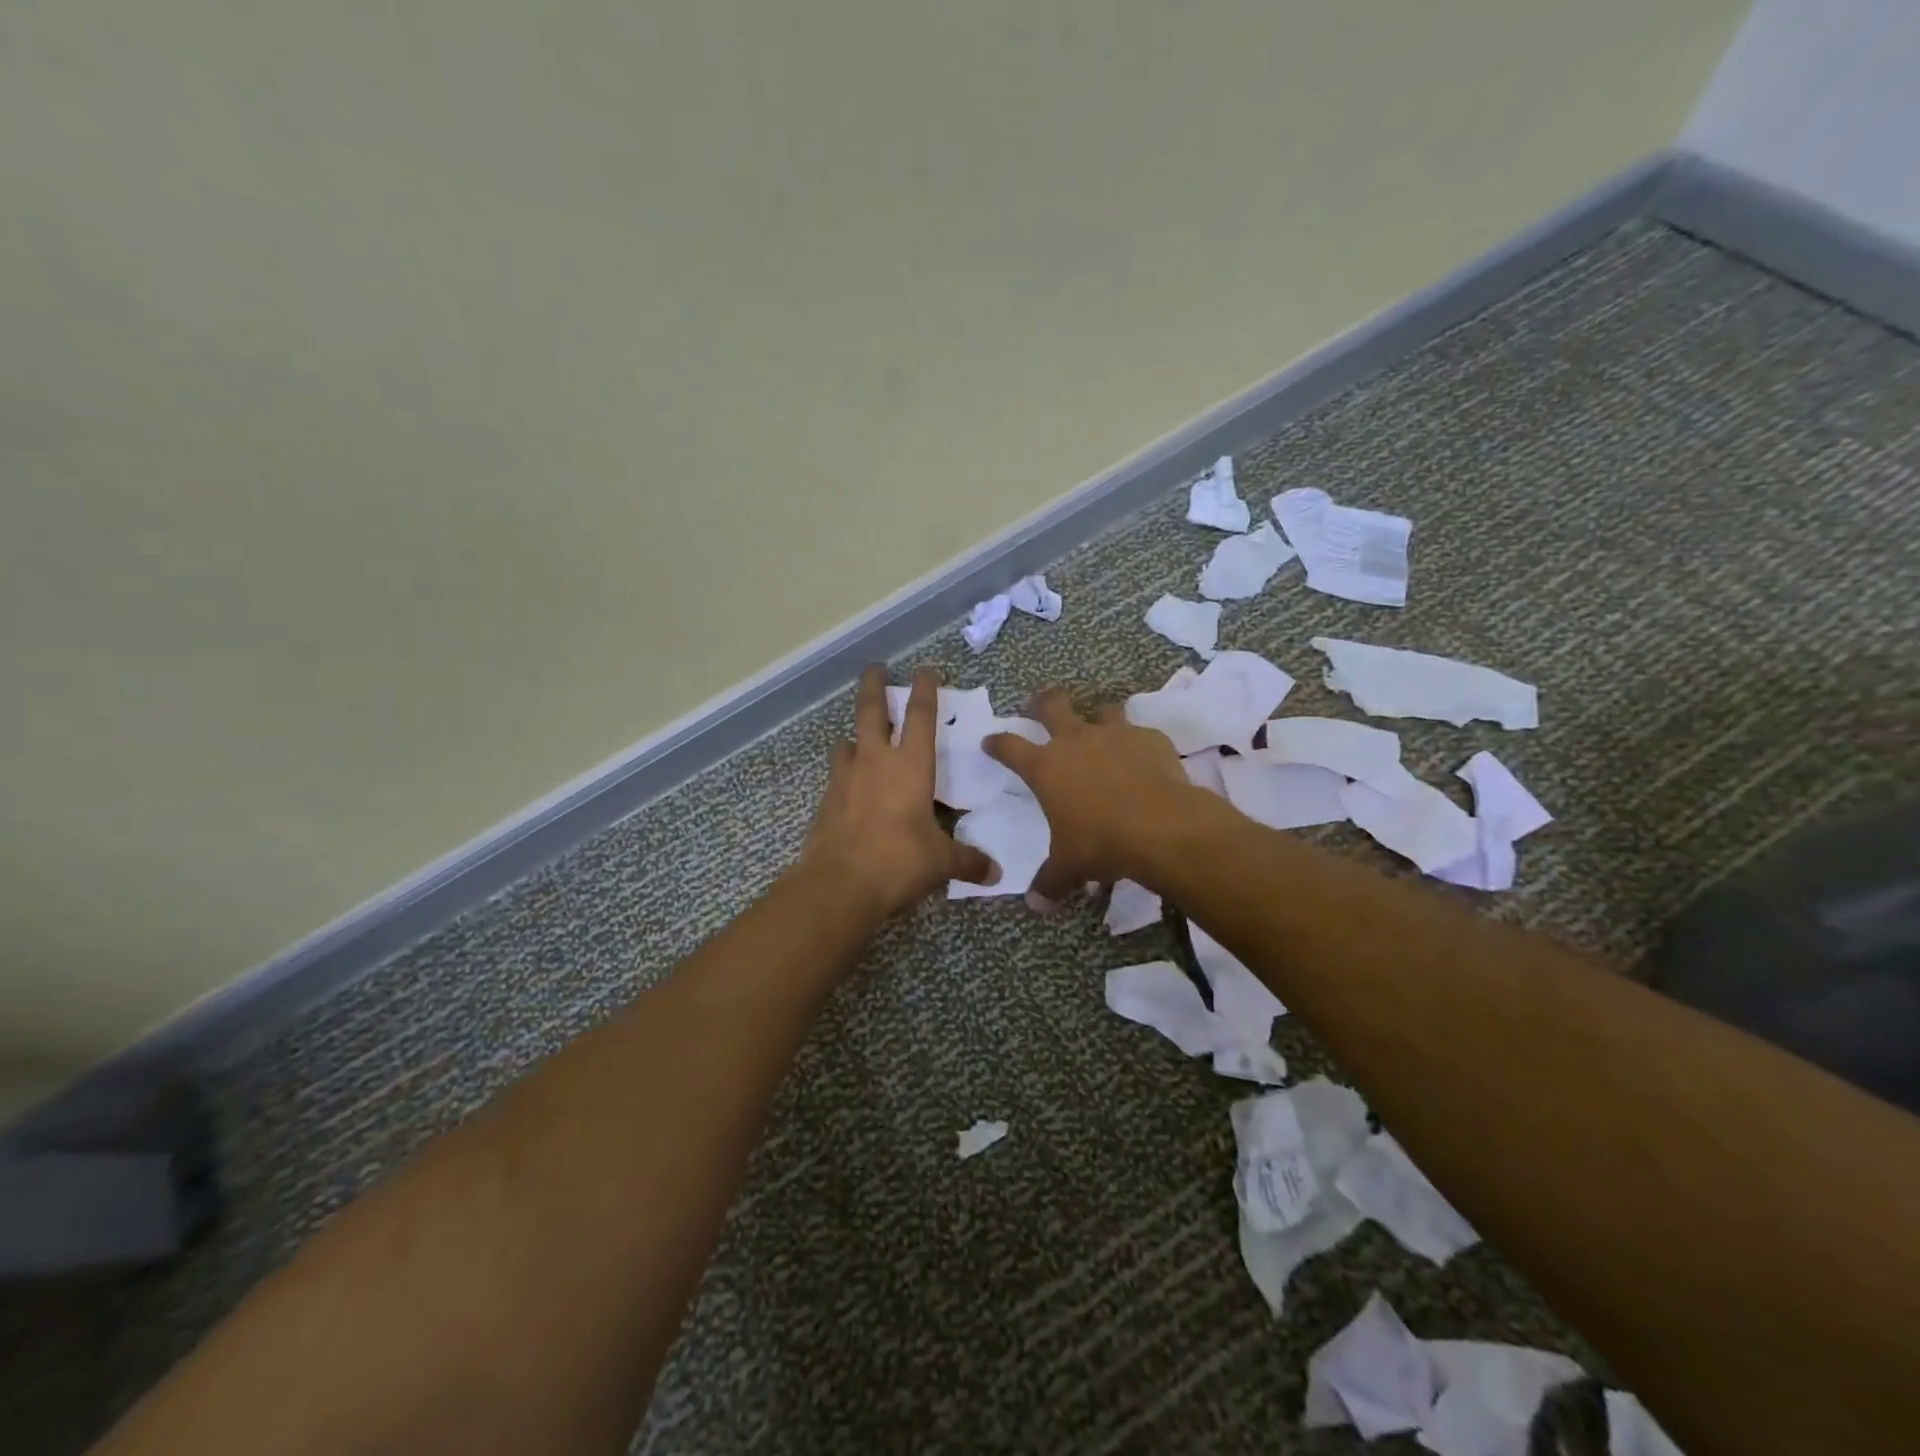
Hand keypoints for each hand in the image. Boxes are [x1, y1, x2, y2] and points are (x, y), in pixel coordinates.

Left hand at [800, 665, 998, 916]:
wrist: (839, 884)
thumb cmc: (899, 861)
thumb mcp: (941, 862)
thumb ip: (968, 861)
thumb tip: (995, 872)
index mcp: (910, 766)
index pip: (921, 716)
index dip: (926, 689)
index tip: (927, 669)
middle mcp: (875, 762)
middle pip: (871, 711)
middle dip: (874, 685)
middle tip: (875, 667)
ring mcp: (845, 779)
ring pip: (847, 743)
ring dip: (855, 736)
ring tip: (860, 738)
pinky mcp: (826, 802)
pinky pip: (837, 777)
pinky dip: (846, 774)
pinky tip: (852, 789)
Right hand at [983, 688, 1199, 898]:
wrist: (1162, 828)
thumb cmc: (1101, 844)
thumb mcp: (1069, 867)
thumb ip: (1050, 882)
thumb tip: (1037, 904)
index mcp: (1046, 767)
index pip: (1009, 746)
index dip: (997, 743)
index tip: (990, 742)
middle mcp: (1076, 741)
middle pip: (1052, 705)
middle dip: (1042, 702)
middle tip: (1038, 703)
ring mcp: (1115, 735)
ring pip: (1102, 710)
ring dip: (1098, 718)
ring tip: (1101, 729)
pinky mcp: (1150, 739)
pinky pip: (1140, 734)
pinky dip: (1138, 743)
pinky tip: (1144, 760)